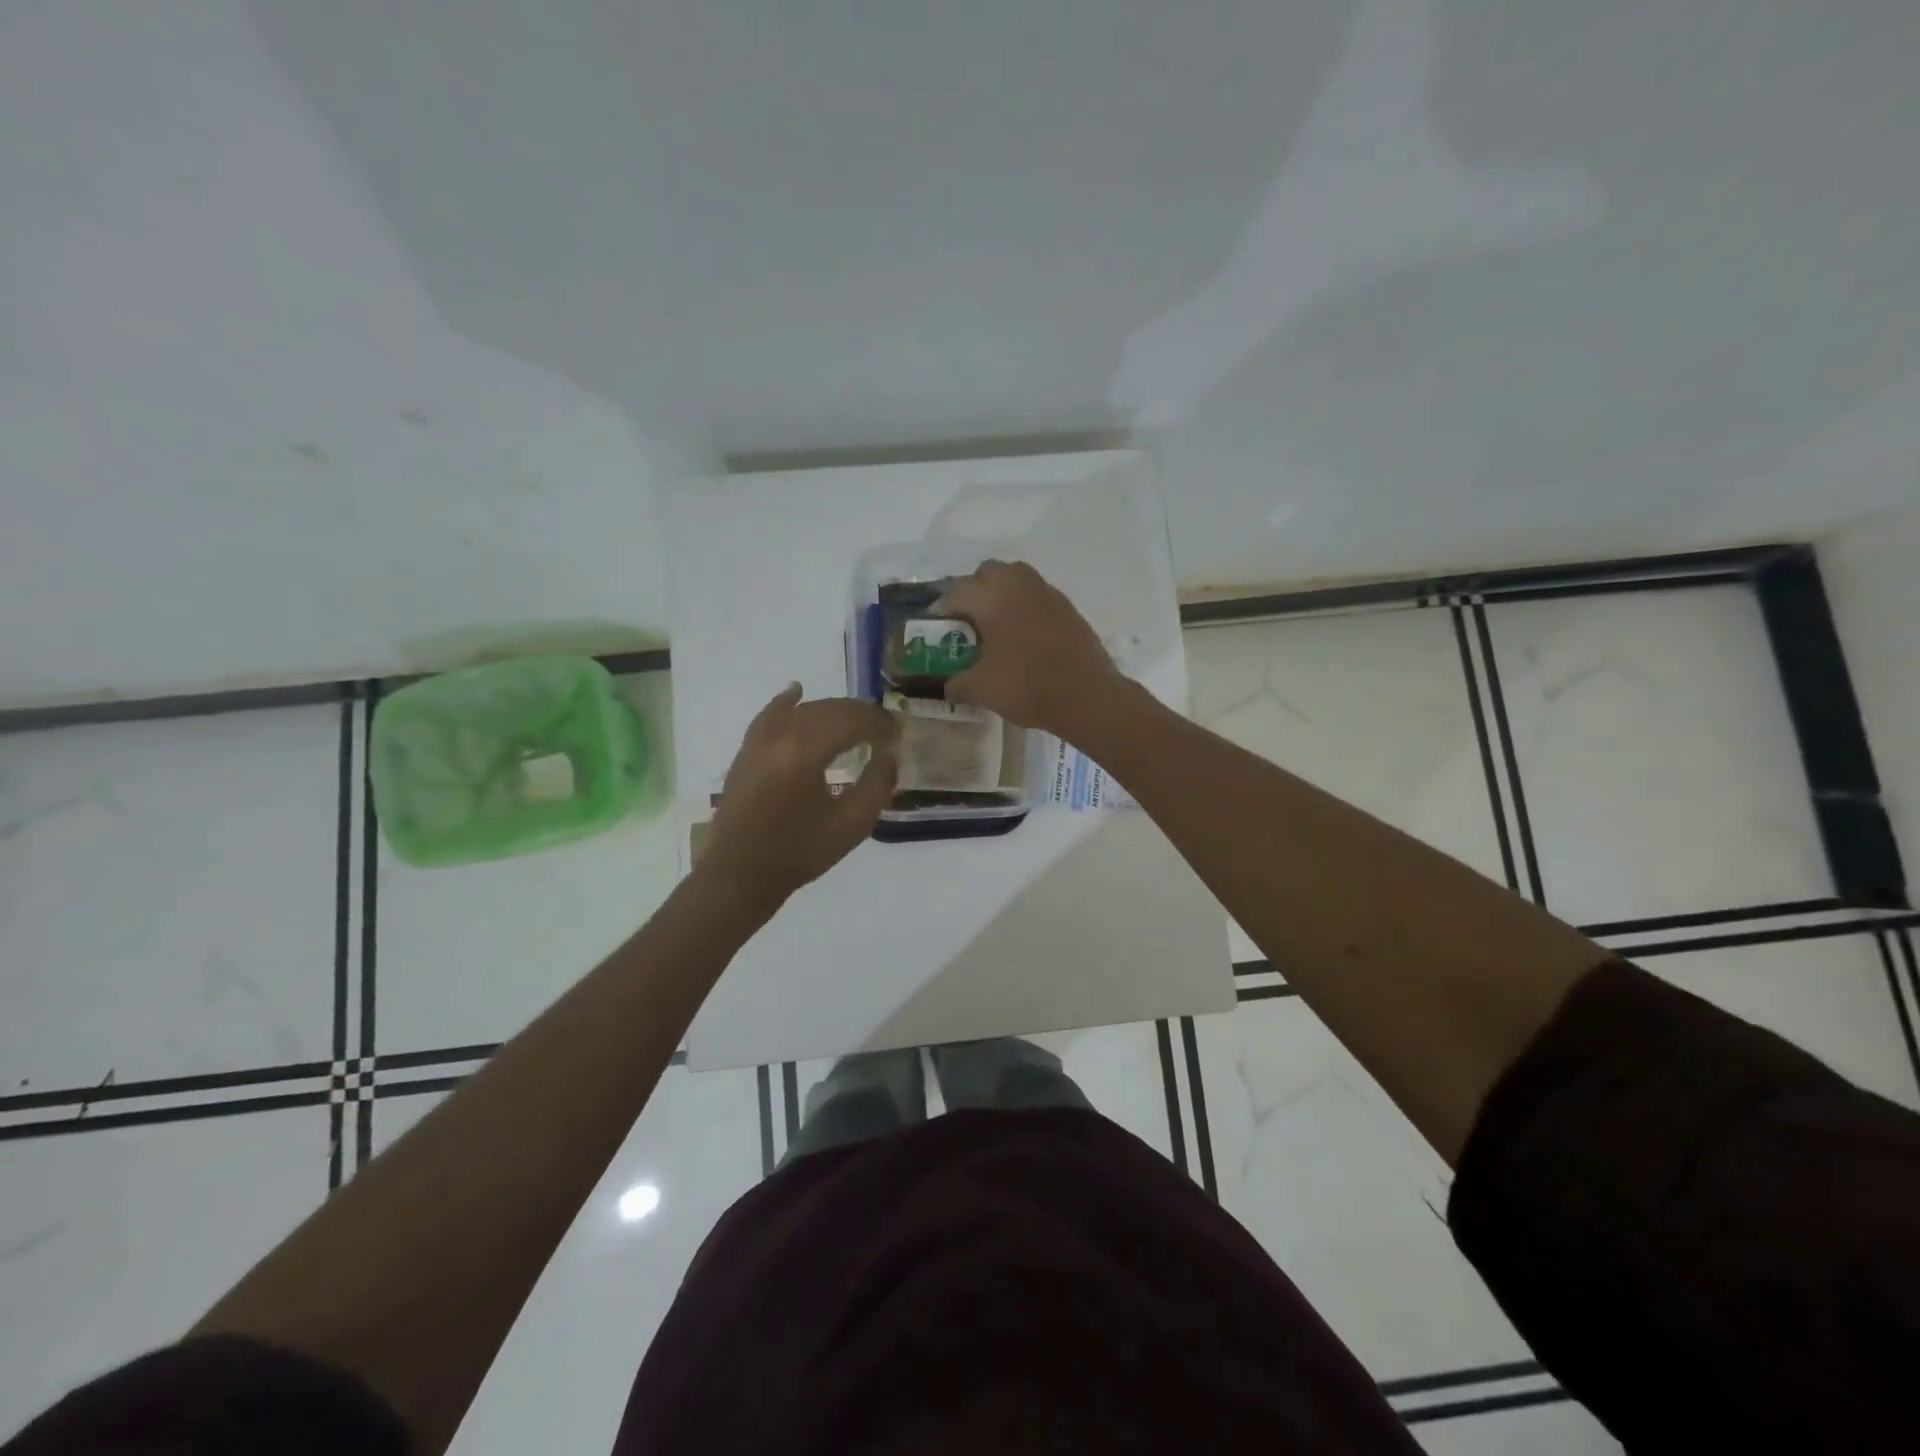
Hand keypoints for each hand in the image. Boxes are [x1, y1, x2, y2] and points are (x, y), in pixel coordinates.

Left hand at [702, 684, 898, 908]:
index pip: (852, 720)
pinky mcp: (747, 750)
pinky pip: (770, 714)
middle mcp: (781, 734)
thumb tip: (888, 755)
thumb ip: (878, 784)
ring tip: (855, 723)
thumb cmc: (800, 852)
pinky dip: (788, 703)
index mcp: (806, 750)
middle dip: (860, 715)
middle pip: (829, 709)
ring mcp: (759, 739)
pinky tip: (797, 692)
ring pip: (803, 710)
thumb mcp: (852, 824)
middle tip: (884, 730)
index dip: (879, 724)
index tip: (898, 735)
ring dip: (832, 712)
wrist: (741, 875)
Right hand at [935, 560, 1127, 736]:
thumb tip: (948, 685)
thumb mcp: (980, 690)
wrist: (1087, 697)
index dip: (941, 610)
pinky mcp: (1068, 608)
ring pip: (1017, 578)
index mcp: (992, 598)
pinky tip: (1024, 636)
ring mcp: (1048, 594)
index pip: (956, 592)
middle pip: (988, 573)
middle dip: (973, 591)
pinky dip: (1025, 607)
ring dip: (1002, 594)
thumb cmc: (1027, 687)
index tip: (937, 629)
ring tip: (996, 625)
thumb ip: (956, 684)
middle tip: (968, 621)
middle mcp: (1019, 586)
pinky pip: (1038, 596)